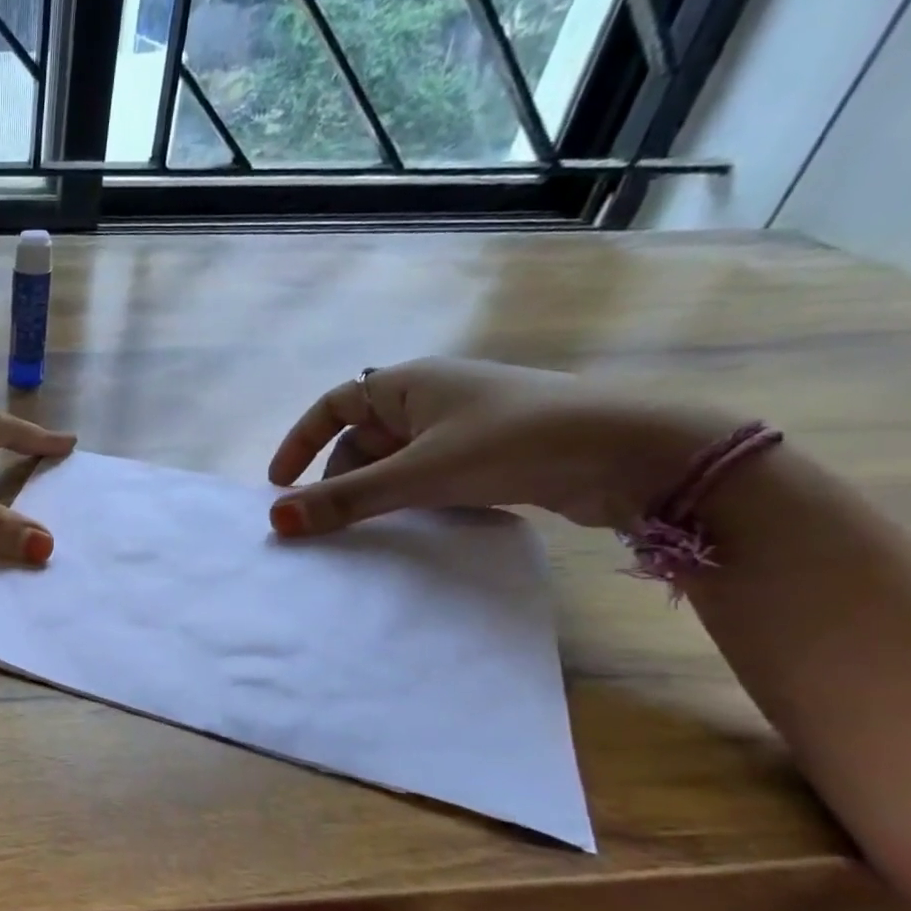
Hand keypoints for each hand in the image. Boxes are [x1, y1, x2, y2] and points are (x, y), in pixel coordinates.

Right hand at [266, 358, 731, 536]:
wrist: (634, 452)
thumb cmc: (512, 443)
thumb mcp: (418, 474)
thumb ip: (345, 501)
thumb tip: (276, 521)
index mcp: (408, 382)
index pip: (333, 405)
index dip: (299, 442)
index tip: (279, 485)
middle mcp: (432, 396)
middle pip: (361, 437)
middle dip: (338, 477)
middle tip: (327, 519)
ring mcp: (464, 424)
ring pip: (396, 458)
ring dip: (374, 491)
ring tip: (366, 528)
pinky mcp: (492, 452)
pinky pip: (428, 472)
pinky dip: (410, 496)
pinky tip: (414, 523)